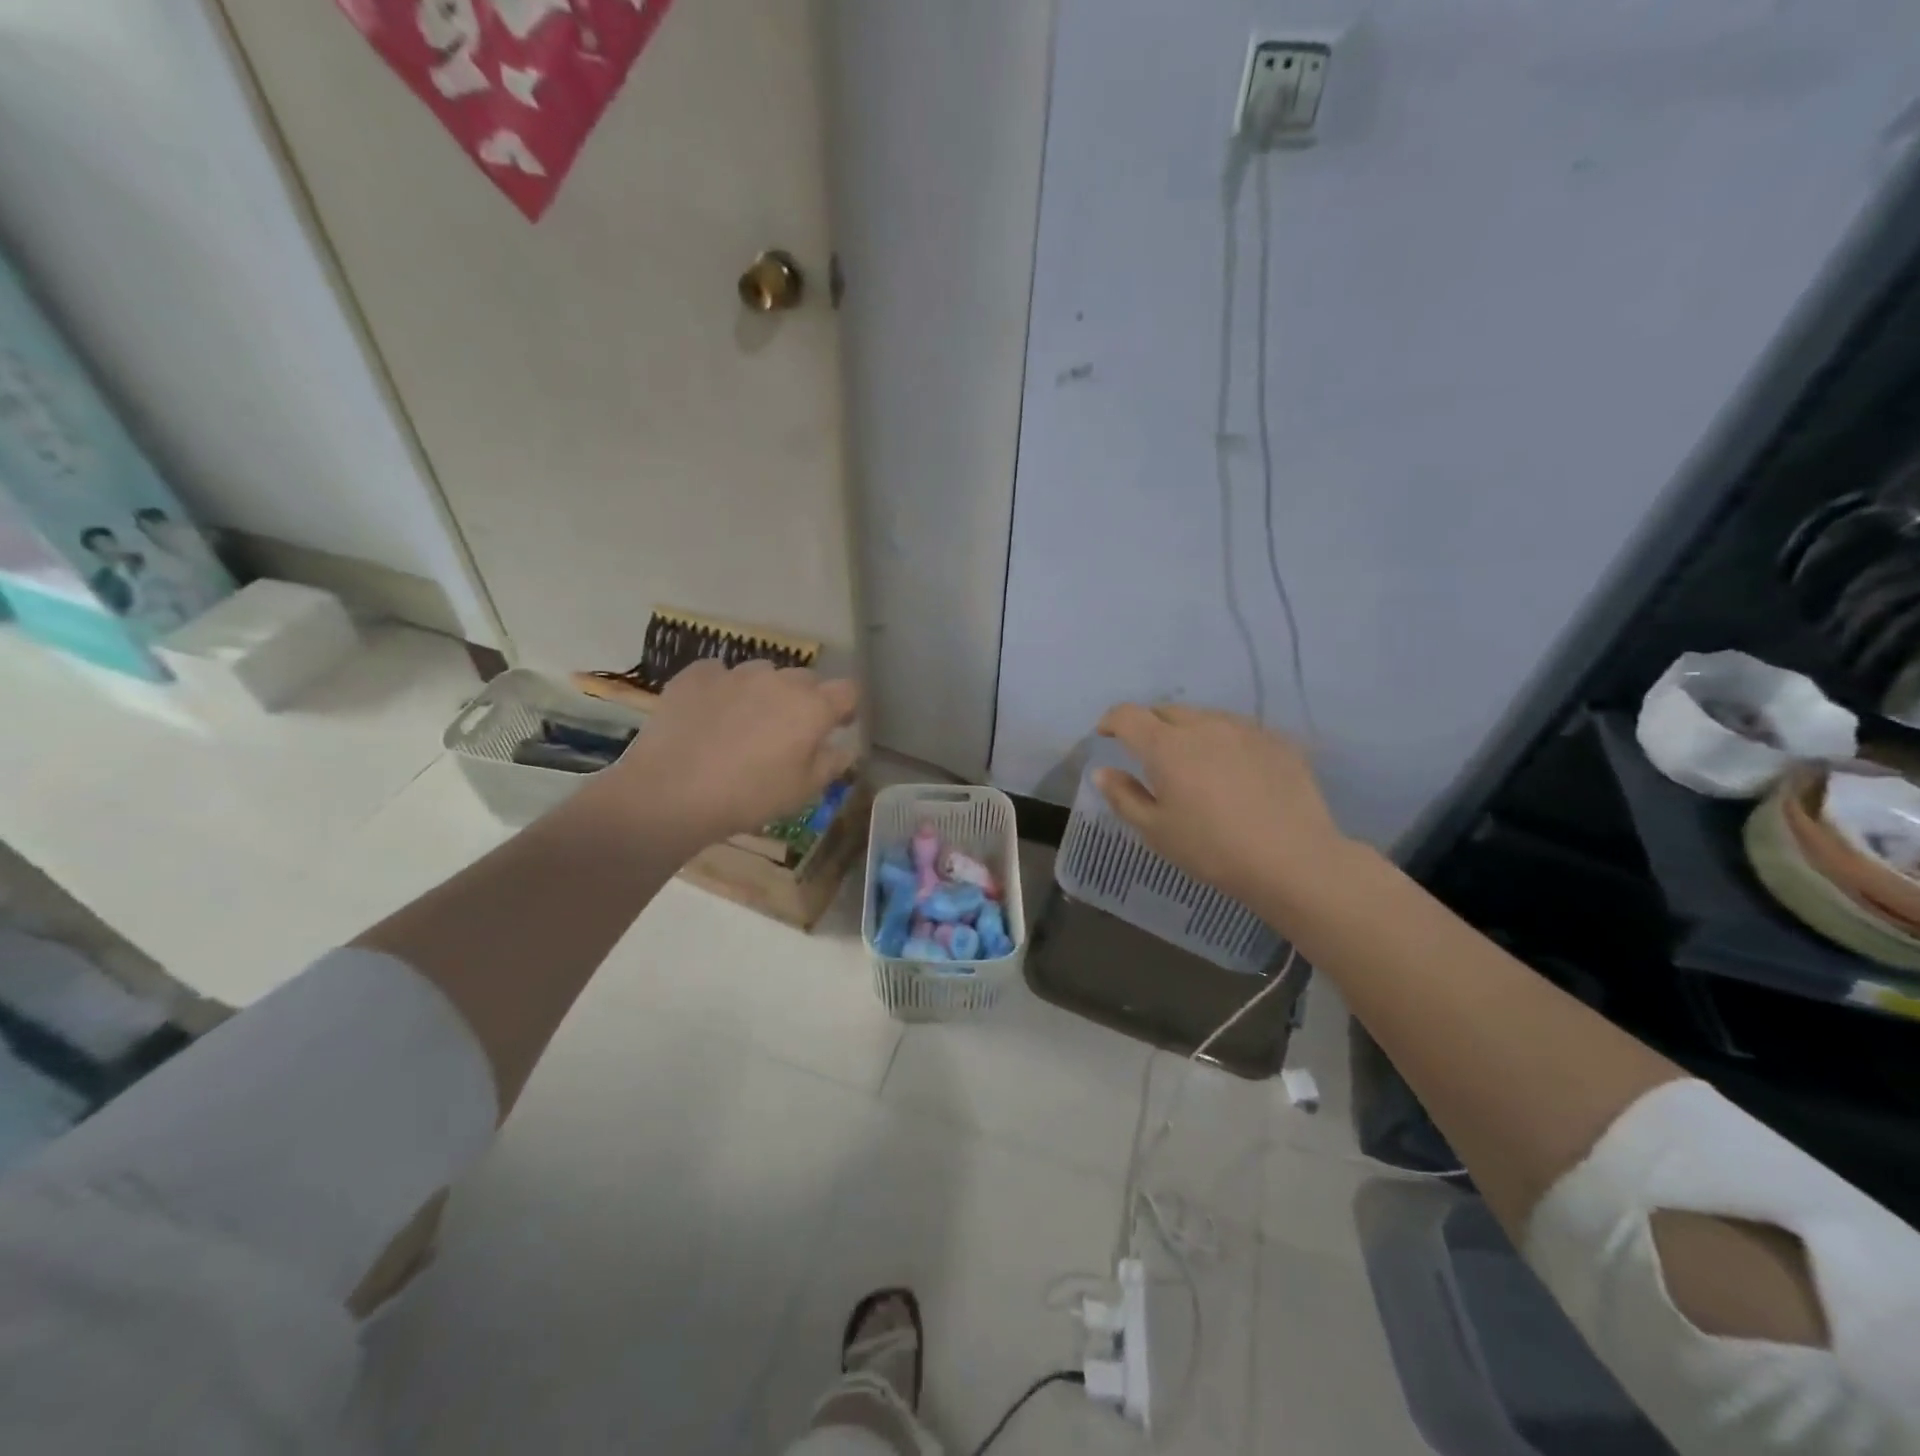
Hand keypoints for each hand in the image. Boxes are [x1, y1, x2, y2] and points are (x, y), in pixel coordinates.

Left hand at [603, 660, 858, 842]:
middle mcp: (778, 680)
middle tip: (788, 732)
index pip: (847, 691)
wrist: (671, 793)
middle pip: (805, 679)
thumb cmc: (749, 797)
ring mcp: (734, 673)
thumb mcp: (803, 791)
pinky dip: (722, 689)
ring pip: (762, 673)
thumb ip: (831, 764)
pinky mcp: (696, 675)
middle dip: (804, 700)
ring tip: (745, 722)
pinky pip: (719, 674)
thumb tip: (844, 748)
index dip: (845, 708)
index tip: (837, 726)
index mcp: (811, 708)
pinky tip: (710, 714)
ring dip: (763, 692)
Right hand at [1094, 703, 1351, 910]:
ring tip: (1191, 760)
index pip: (1128, 715)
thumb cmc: (1212, 849)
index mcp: (1166, 746)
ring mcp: (1244, 729)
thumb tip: (1103, 772)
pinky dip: (1223, 741)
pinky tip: (1232, 770)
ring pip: (1205, 717)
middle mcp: (1204, 726)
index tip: (1106, 734)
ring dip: (1188, 730)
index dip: (1112, 720)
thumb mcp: (1156, 831)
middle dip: (1149, 724)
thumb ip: (1124, 796)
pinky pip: (1238, 730)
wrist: (1293, 860)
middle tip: (1147, 751)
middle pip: (1167, 711)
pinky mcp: (1277, 741)